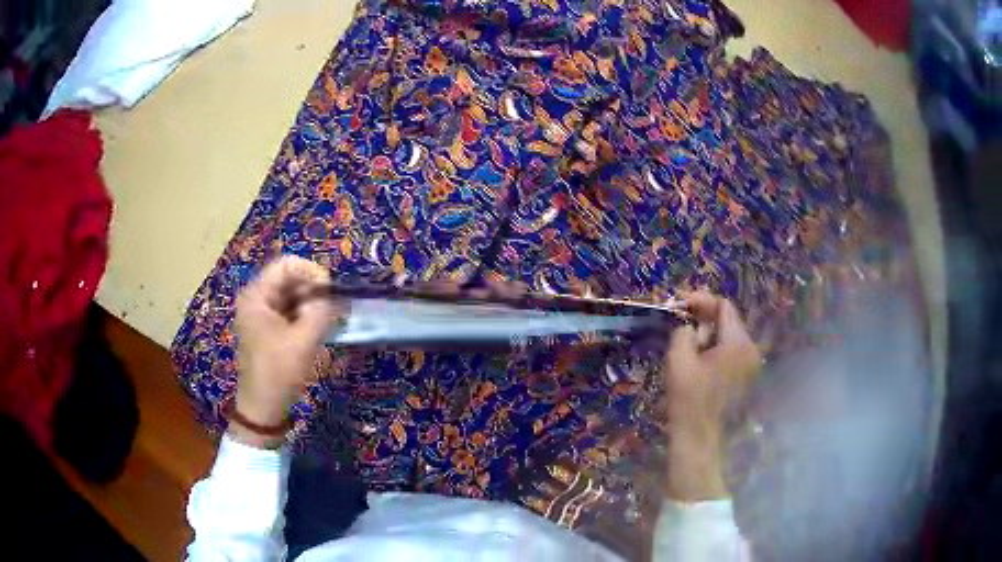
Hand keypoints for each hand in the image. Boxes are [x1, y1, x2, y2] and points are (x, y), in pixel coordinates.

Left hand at [231, 256, 336, 447]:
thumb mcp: (304, 341)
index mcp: (257, 295)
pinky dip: (306, 315)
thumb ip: (322, 311)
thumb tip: (335, 295)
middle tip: (334, 308)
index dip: (312, 272)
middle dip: (314, 289)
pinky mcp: (269, 328)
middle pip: (289, 278)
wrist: (263, 408)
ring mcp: (261, 314)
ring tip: (329, 319)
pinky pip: (290, 311)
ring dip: (312, 303)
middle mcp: (256, 298)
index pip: (287, 265)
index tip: (331, 292)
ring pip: (292, 295)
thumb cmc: (279, 372)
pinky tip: (319, 328)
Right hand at [661, 291, 760, 501]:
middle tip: (679, 322)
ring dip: (708, 334)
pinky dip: (714, 349)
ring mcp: (750, 364)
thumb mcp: (679, 359)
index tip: (678, 305)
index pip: (723, 306)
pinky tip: (697, 359)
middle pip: (727, 320)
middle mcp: (750, 349)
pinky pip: (730, 352)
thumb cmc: (689, 398)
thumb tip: (686, 322)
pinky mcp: (745, 377)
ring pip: (728, 336)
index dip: (700, 301)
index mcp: (738, 342)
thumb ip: (683, 330)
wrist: (699, 436)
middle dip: (703, 318)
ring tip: (685, 342)